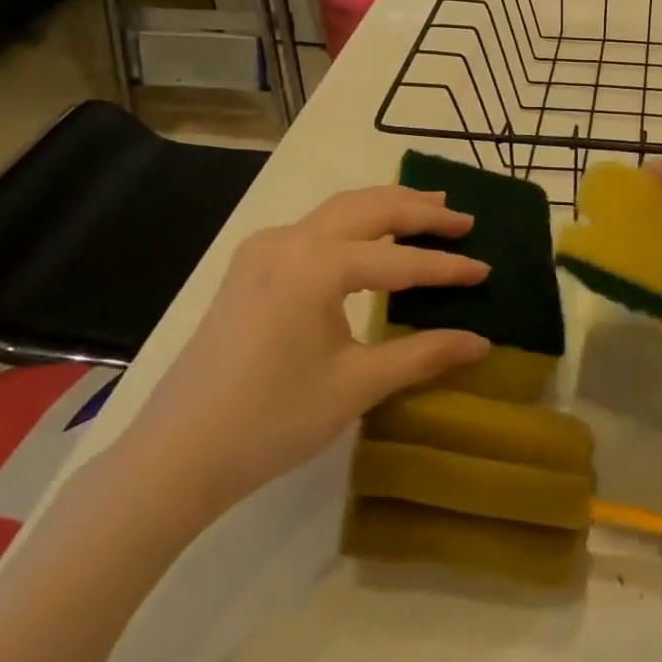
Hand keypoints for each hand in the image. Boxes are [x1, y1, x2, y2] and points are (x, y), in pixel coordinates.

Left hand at [109, 185, 490, 529]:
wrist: (175, 456)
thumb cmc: (271, 421)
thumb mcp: (356, 386)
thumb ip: (422, 354)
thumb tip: (481, 342)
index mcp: (316, 265)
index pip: (399, 260)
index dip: (446, 267)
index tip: (486, 270)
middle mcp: (289, 239)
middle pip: (370, 208)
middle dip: (421, 211)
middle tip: (464, 220)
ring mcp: (264, 248)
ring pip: (340, 209)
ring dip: (388, 206)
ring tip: (430, 208)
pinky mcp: (250, 265)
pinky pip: (315, 226)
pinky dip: (354, 221)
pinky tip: (372, 236)